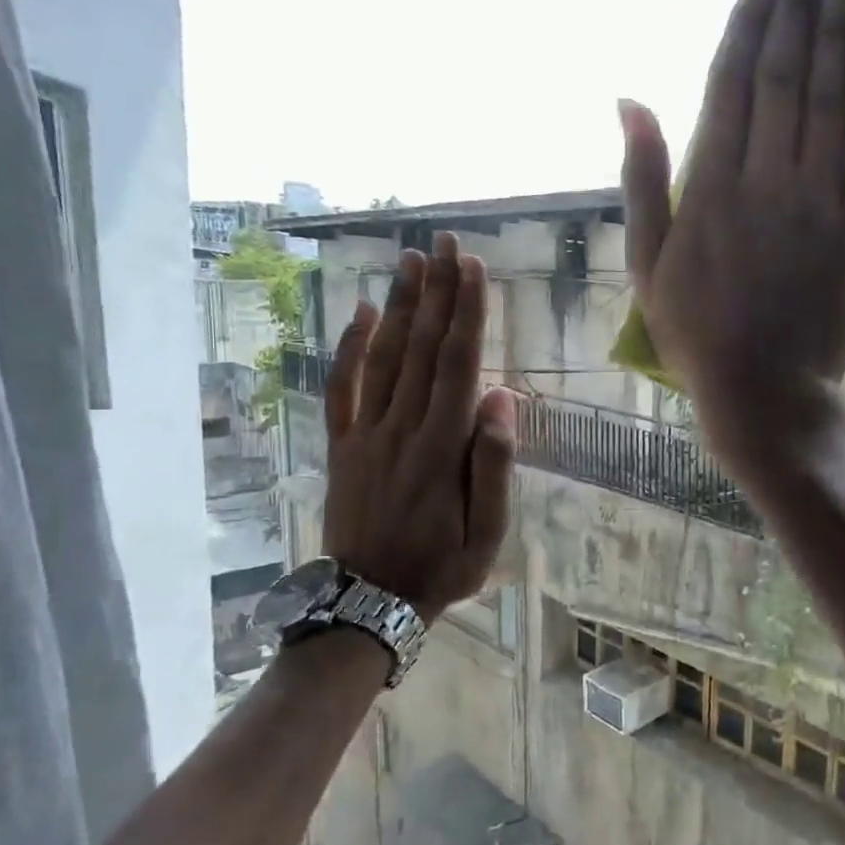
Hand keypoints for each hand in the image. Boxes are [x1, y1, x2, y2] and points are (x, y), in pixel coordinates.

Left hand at [322, 233, 515, 623]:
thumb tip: (501, 397)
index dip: (467, 314)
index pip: (457, 365)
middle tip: (443, 242)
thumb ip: (494, 464)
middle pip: (421, 348)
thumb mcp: (486, 532)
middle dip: (436, 292)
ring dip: (400, 306)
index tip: (472, 268)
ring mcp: (366, 435)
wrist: (368, 601)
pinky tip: (363, 312)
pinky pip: (342, 388)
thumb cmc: (442, 567)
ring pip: (384, 358)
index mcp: (442, 448)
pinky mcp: (342, 445)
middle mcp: (402, 429)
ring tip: (411, 260)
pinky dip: (351, 348)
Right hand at [620, 0, 844, 459]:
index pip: (731, 84)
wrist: (764, 389)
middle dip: (798, 14)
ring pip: (831, 101)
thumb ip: (640, 180)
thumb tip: (630, 101)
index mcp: (710, 185)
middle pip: (785, 79)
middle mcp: (766, 178)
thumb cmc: (696, 333)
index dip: (749, 26)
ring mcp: (818, 200)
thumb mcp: (646, 265)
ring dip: (840, 38)